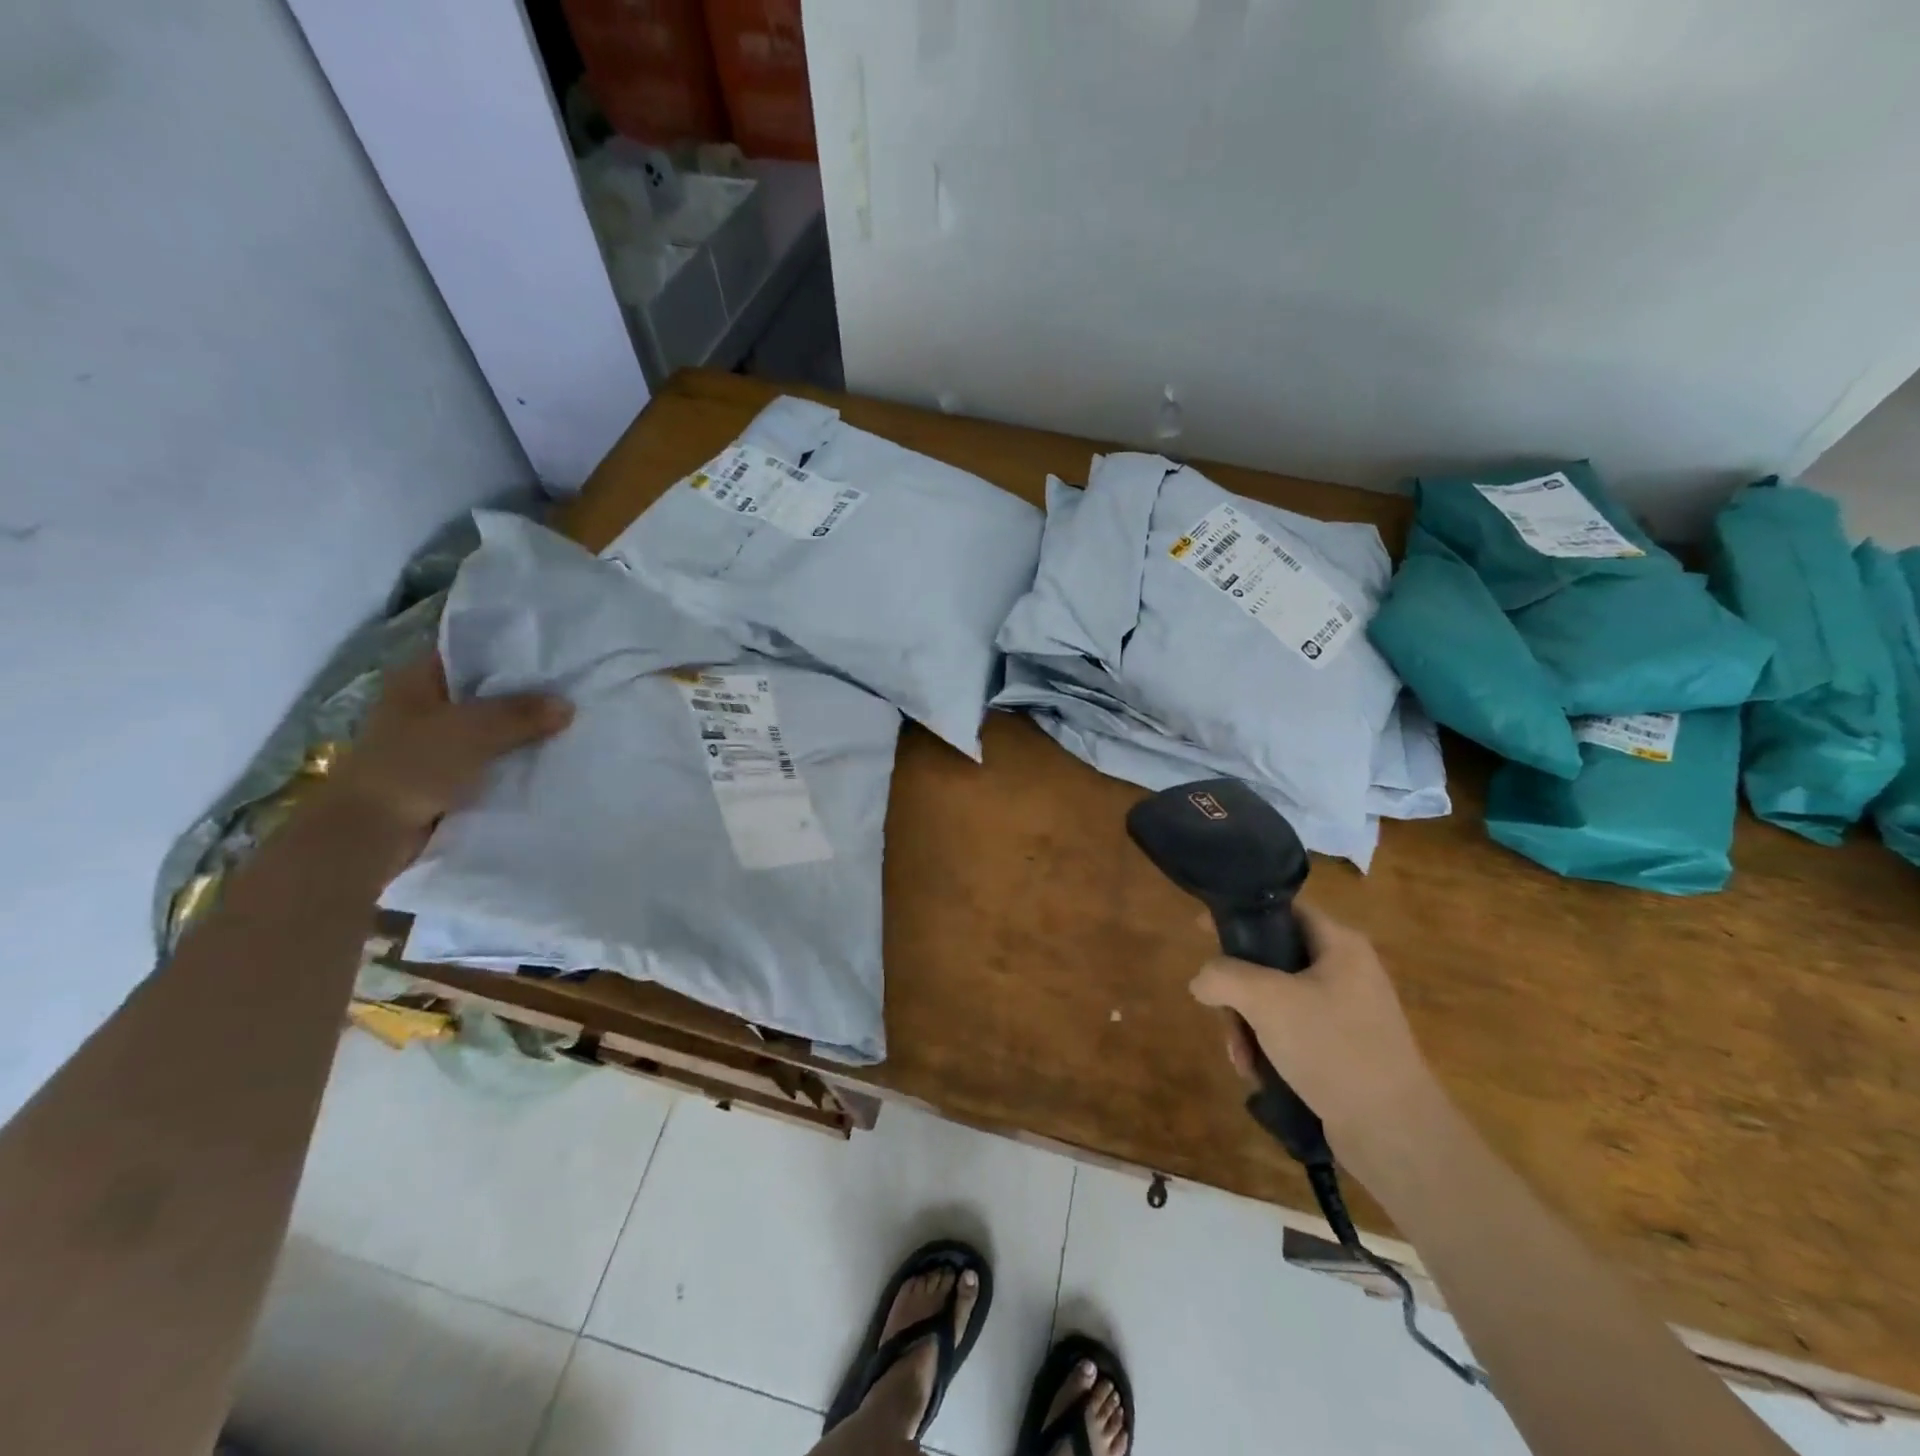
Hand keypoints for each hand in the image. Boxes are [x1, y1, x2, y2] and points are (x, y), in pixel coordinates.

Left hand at [328, 653, 572, 841]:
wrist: (373, 830)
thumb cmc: (416, 764)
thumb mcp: (476, 730)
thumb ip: (523, 714)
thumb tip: (568, 705)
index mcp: (418, 679)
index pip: (470, 651)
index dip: (510, 650)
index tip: (553, 653)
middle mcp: (424, 704)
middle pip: (484, 690)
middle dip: (524, 693)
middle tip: (572, 688)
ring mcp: (432, 740)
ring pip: (488, 726)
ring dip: (520, 729)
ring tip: (569, 722)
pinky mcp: (444, 772)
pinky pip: (488, 757)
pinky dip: (512, 758)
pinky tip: (547, 756)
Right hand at [1189, 903, 1441, 1145]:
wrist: (1394, 1132)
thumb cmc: (1333, 1046)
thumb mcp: (1266, 1000)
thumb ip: (1222, 976)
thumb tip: (1202, 982)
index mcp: (1339, 944)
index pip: (1280, 909)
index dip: (1238, 915)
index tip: (1199, 932)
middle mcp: (1345, 971)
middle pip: (1269, 960)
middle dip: (1238, 992)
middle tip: (1223, 1017)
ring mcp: (1345, 1011)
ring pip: (1274, 1001)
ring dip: (1248, 1027)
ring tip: (1242, 1059)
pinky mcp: (1343, 1048)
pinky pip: (1291, 1032)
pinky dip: (1268, 1048)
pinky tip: (1259, 1075)